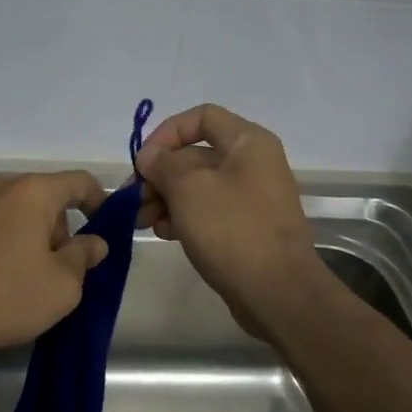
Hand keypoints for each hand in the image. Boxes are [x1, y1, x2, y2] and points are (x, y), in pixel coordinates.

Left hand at [0, 171, 108, 361]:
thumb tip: (95, 242)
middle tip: (61, 270)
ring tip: (24, 277)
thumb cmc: (4, 295)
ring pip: (12, 211)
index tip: (106, 228)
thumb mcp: (61, 287)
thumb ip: (83, 258)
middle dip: (59, 228)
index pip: (79, 181)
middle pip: (44, 197)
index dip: (100, 201)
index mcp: (33, 192)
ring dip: (28, 235)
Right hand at [135, 104, 319, 327]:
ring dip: (165, 198)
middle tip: (132, 199)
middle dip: (159, 174)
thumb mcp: (188, 189)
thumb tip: (150, 157)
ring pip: (197, 186)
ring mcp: (250, 197)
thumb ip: (163, 165)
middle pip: (195, 155)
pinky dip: (182, 217)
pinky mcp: (245, 228)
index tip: (144, 161)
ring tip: (141, 220)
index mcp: (248, 142)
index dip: (167, 133)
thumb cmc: (232, 230)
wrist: (279, 294)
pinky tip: (163, 233)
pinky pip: (208, 211)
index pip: (201, 117)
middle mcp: (252, 163)